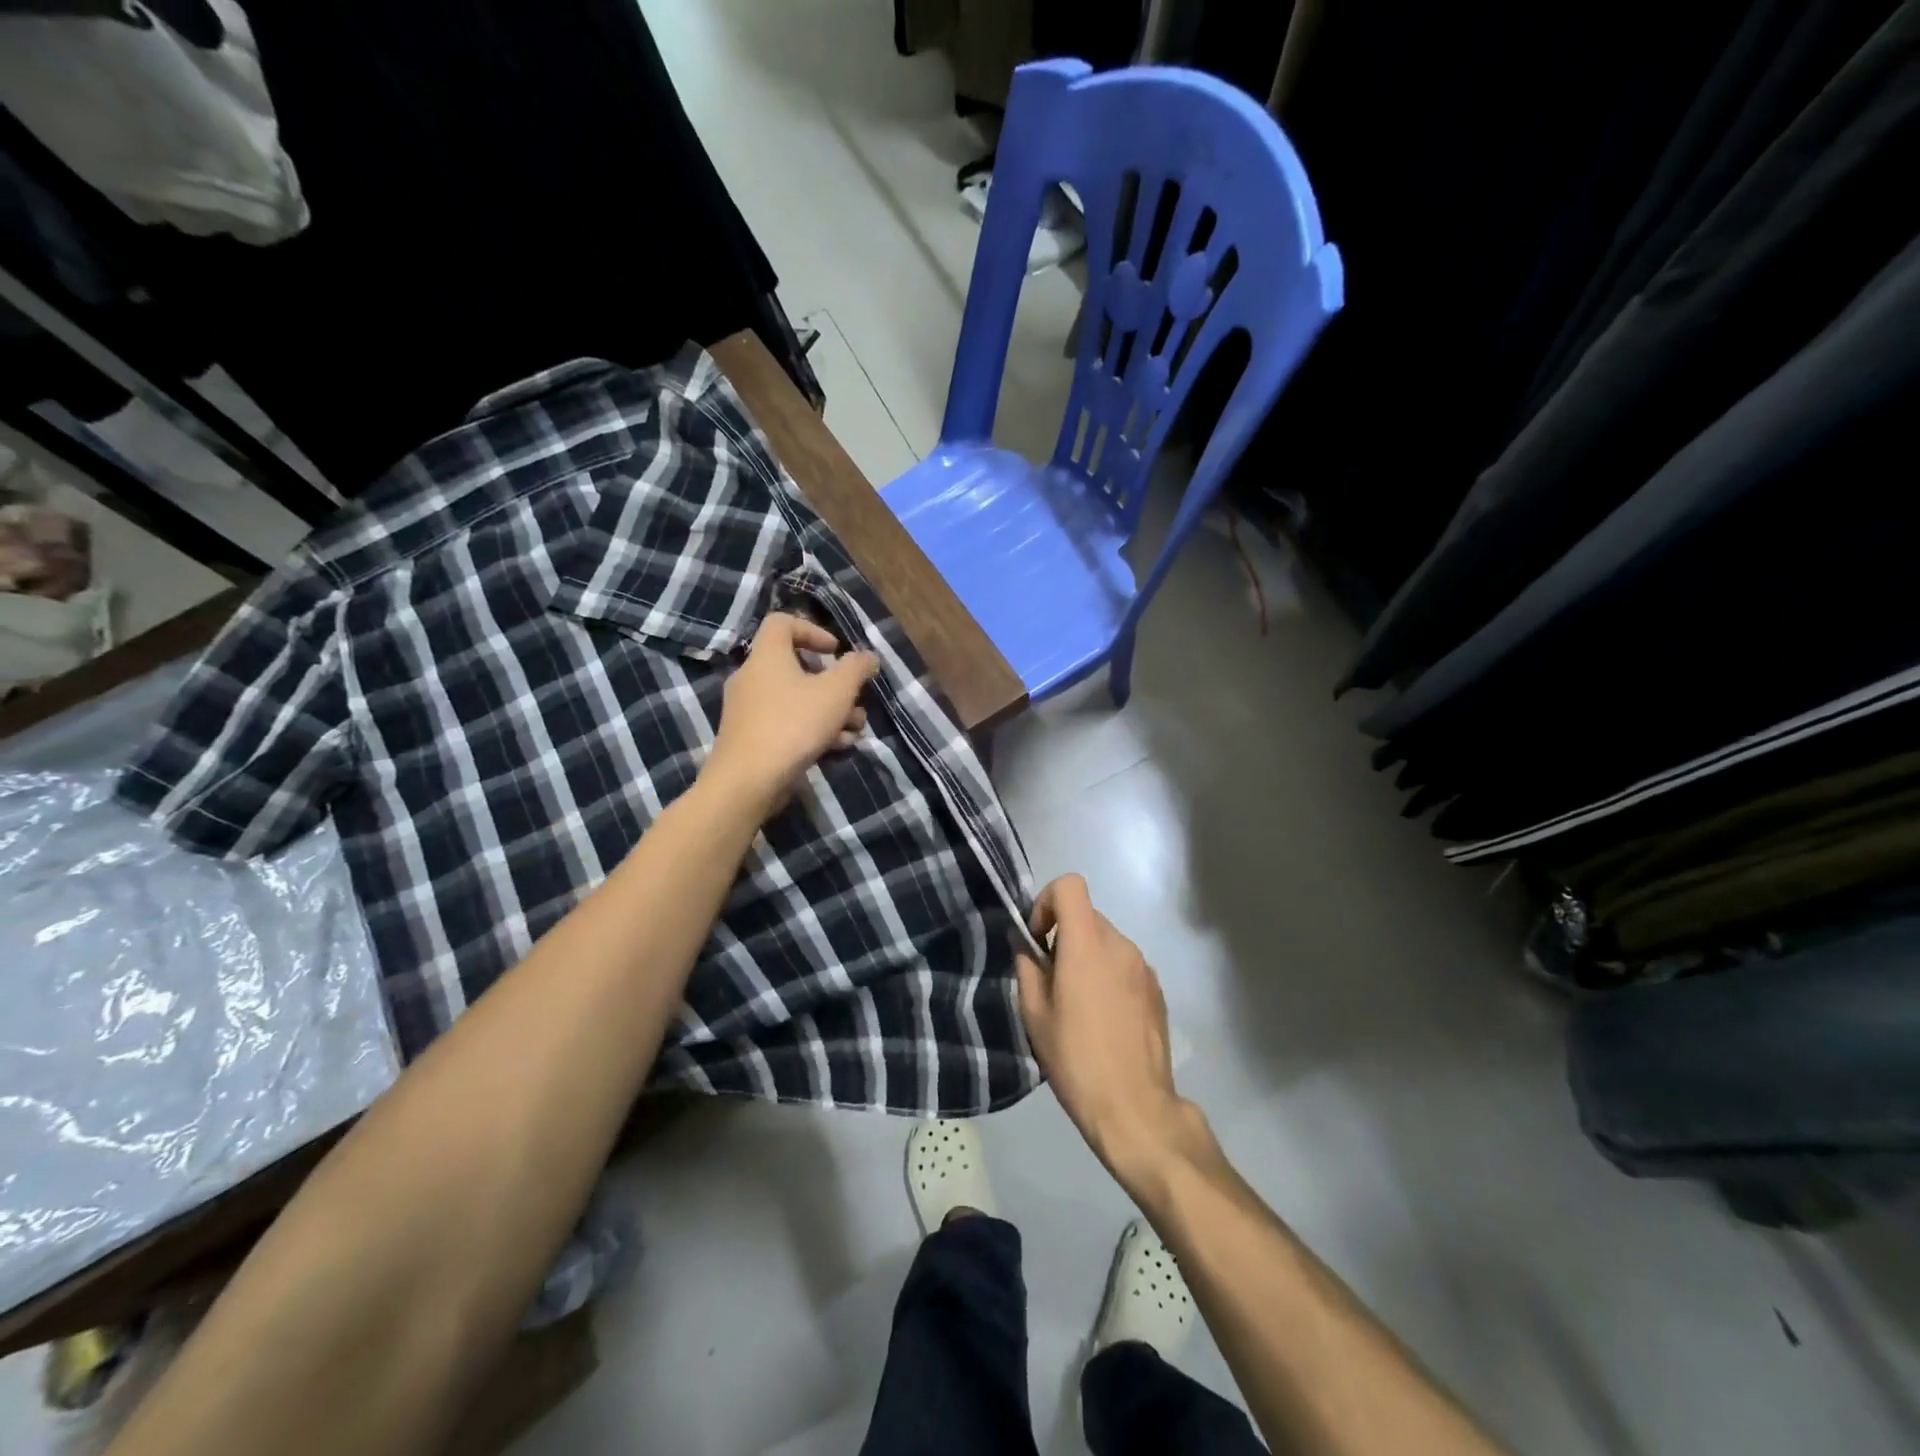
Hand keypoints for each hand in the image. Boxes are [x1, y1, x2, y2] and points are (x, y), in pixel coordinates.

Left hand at [704, 613, 878, 818]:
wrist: (748, 780)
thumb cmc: (793, 724)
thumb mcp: (836, 692)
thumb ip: (856, 669)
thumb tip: (868, 656)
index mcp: (767, 656)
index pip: (782, 623)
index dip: (813, 630)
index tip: (836, 651)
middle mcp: (752, 677)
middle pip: (795, 666)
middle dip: (832, 682)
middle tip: (854, 697)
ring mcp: (748, 710)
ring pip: (795, 699)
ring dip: (829, 710)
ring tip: (855, 728)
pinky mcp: (750, 738)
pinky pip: (786, 723)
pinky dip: (812, 729)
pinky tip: (838, 747)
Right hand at [1016, 874, 1205, 1183]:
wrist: (1134, 1107)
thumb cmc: (1076, 1059)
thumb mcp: (1035, 1015)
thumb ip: (1028, 967)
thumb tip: (1026, 944)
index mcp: (1087, 944)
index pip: (1070, 885)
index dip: (1047, 901)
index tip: (1039, 939)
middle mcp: (1120, 944)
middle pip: (1087, 916)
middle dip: (1064, 936)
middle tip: (1052, 981)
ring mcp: (1144, 966)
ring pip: (1106, 941)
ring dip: (1087, 957)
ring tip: (1079, 1005)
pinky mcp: (1158, 989)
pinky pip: (1125, 965)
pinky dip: (1109, 975)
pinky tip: (1104, 1019)